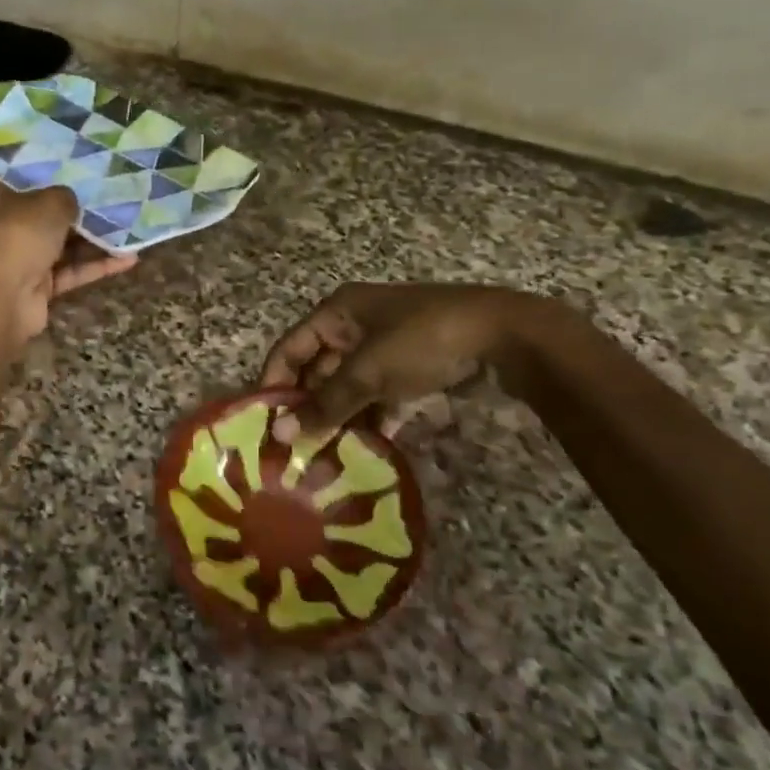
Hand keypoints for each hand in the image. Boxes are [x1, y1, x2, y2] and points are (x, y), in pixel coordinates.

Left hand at [0, 180, 137, 341]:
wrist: (1, 297)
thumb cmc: (19, 234)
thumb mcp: (50, 201)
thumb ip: (66, 196)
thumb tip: (74, 202)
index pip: (24, 177)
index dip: (52, 171)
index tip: (82, 164)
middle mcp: (6, 224)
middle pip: (47, 213)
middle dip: (80, 208)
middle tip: (116, 194)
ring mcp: (22, 257)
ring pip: (64, 244)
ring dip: (96, 239)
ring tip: (131, 224)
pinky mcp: (39, 286)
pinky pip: (72, 271)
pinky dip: (98, 265)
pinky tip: (130, 257)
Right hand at [262, 283, 553, 443]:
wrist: (506, 336)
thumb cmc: (422, 341)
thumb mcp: (368, 372)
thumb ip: (325, 404)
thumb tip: (280, 435)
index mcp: (337, 312)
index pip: (289, 348)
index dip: (274, 383)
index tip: (264, 424)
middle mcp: (354, 325)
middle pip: (317, 369)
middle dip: (308, 407)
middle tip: (295, 449)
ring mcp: (384, 346)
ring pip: (348, 386)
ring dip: (338, 418)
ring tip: (325, 456)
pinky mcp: (410, 367)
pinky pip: (378, 394)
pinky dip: (371, 418)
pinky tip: (367, 449)